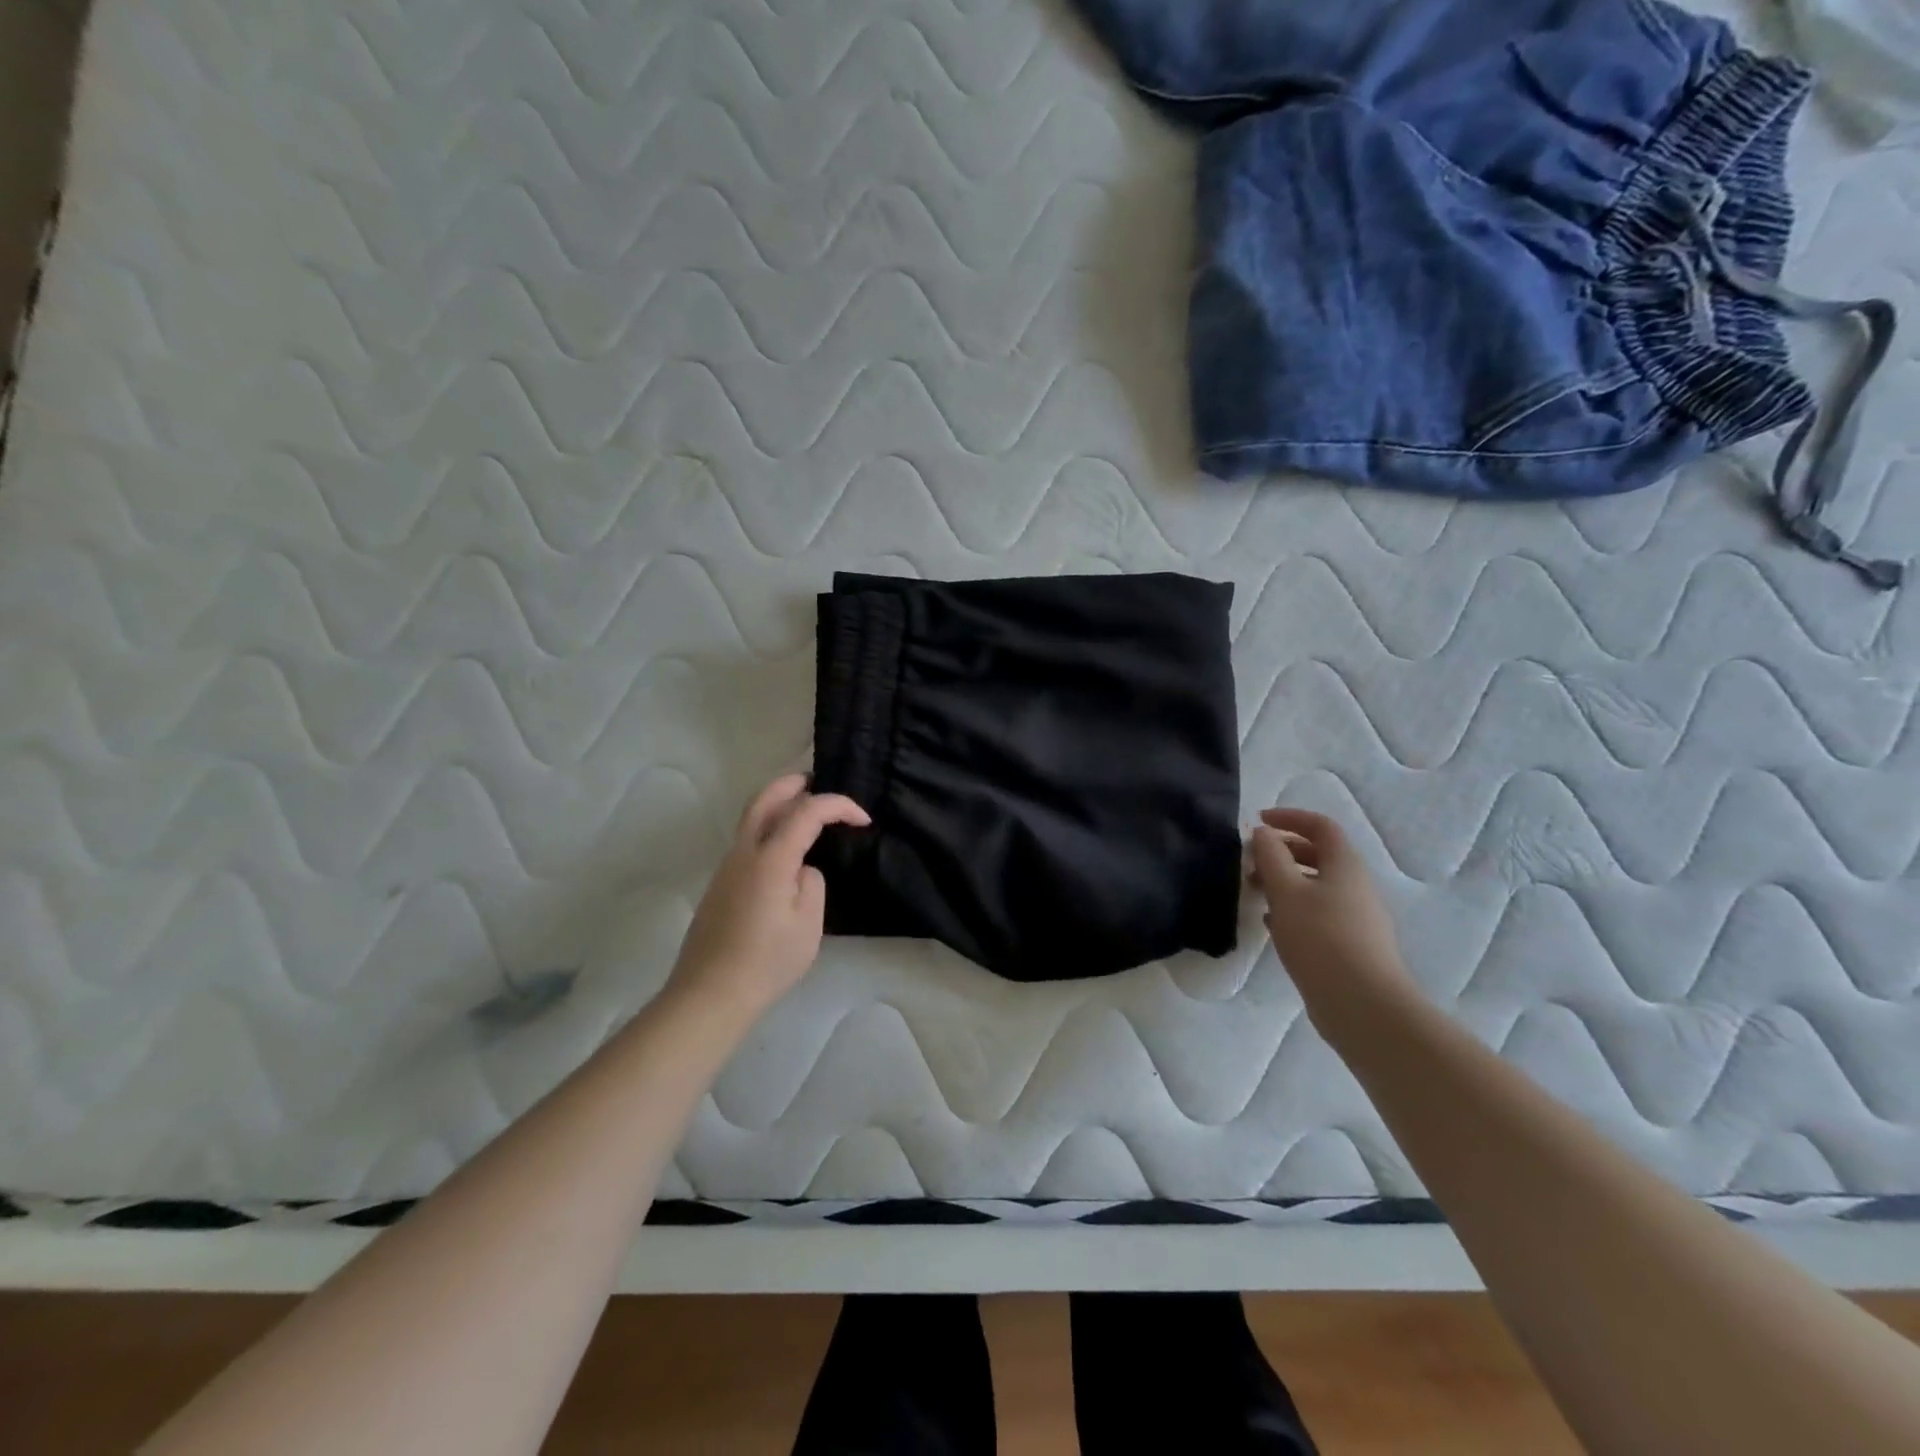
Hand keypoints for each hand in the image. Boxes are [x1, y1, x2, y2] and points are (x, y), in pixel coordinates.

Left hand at [669, 775, 869, 1017]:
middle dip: (794, 784)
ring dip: (779, 804)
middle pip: (765, 798)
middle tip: (818, 783)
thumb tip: (801, 870)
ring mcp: (726, 867)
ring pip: (751, 817)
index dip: (839, 806)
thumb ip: (812, 884)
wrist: (710, 993)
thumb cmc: (767, 961)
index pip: (807, 811)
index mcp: (770, 858)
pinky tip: (785, 850)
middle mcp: (744, 852)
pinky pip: (747, 840)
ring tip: (805, 812)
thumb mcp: (809, 925)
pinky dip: (769, 827)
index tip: (863, 820)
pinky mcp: (720, 884)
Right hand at [1251, 808, 1412, 1005]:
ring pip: (1316, 885)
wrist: (1362, 1004)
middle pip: (1319, 855)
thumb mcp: (1286, 891)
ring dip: (1285, 881)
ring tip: (1255, 892)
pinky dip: (1293, 907)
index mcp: (1345, 865)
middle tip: (1251, 861)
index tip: (1258, 822)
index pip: (1320, 826)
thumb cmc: (1320, 937)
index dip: (1289, 817)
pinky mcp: (1351, 944)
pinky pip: (1318, 912)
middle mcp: (1355, 885)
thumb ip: (1271, 856)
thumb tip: (1264, 833)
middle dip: (1282, 851)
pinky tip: (1272, 923)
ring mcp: (1356, 916)